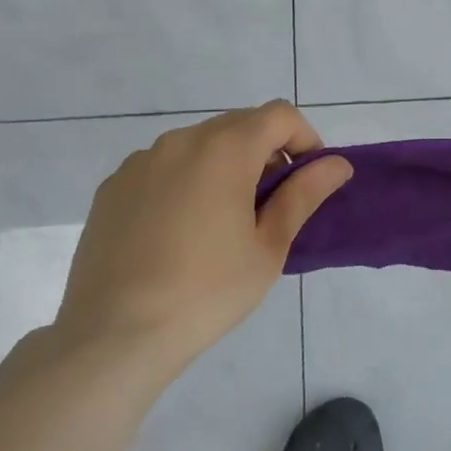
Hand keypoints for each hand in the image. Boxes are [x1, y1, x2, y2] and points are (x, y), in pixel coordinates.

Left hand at [56, 101, 351, 378]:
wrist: (113, 336)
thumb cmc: (207, 291)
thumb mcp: (269, 246)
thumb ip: (304, 195)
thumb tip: (337, 164)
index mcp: (225, 149)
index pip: (280, 115)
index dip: (304, 139)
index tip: (307, 180)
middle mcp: (181, 141)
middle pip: (240, 125)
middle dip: (266, 153)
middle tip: (271, 206)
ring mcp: (141, 162)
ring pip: (200, 145)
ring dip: (225, 166)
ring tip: (223, 222)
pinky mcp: (113, 187)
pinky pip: (164, 167)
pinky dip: (186, 181)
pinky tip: (179, 232)